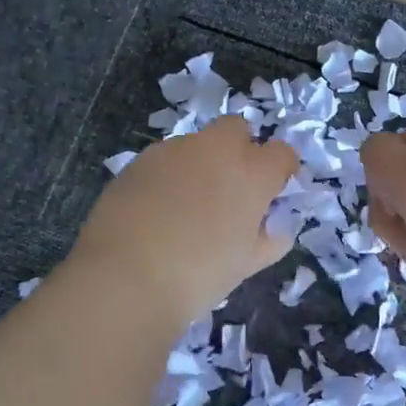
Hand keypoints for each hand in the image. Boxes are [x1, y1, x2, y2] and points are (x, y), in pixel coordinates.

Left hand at [69, 117, 297, 321]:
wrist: (125, 276)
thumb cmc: (198, 275)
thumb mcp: (246, 265)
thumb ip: (270, 239)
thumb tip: (275, 226)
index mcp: (251, 173)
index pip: (281, 153)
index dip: (281, 171)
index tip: (273, 193)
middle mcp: (216, 149)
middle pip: (237, 129)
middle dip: (240, 148)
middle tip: (231, 189)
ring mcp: (174, 150)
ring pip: (197, 143)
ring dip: (202, 163)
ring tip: (188, 205)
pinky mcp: (140, 159)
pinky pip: (166, 159)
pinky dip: (170, 175)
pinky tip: (158, 208)